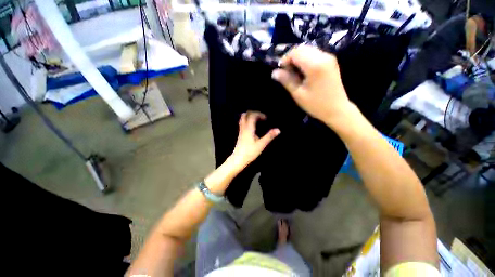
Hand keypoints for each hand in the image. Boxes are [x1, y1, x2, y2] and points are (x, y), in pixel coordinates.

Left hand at [229, 111, 279, 168]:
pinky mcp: (240, 135)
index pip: (252, 115)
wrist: (238, 159)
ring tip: (256, 120)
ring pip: (242, 119)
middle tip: (260, 117)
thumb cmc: (250, 152)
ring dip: (249, 116)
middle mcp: (243, 128)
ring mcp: (240, 131)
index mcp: (249, 129)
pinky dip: (246, 121)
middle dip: (253, 113)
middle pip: (245, 115)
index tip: (265, 118)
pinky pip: (242, 124)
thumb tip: (278, 130)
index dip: (259, 114)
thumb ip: (269, 136)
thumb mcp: (261, 144)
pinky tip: (251, 127)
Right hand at [271, 45, 353, 124]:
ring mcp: (329, 58)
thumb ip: (286, 80)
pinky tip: (303, 72)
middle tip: (286, 72)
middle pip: (302, 49)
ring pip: (308, 50)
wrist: (337, 109)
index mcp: (315, 65)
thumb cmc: (316, 104)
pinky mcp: (331, 61)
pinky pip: (315, 54)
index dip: (285, 59)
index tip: (280, 71)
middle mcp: (323, 56)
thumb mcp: (298, 94)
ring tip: (294, 73)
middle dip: (291, 58)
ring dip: (298, 59)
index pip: (296, 52)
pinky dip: (306, 60)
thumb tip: (274, 72)